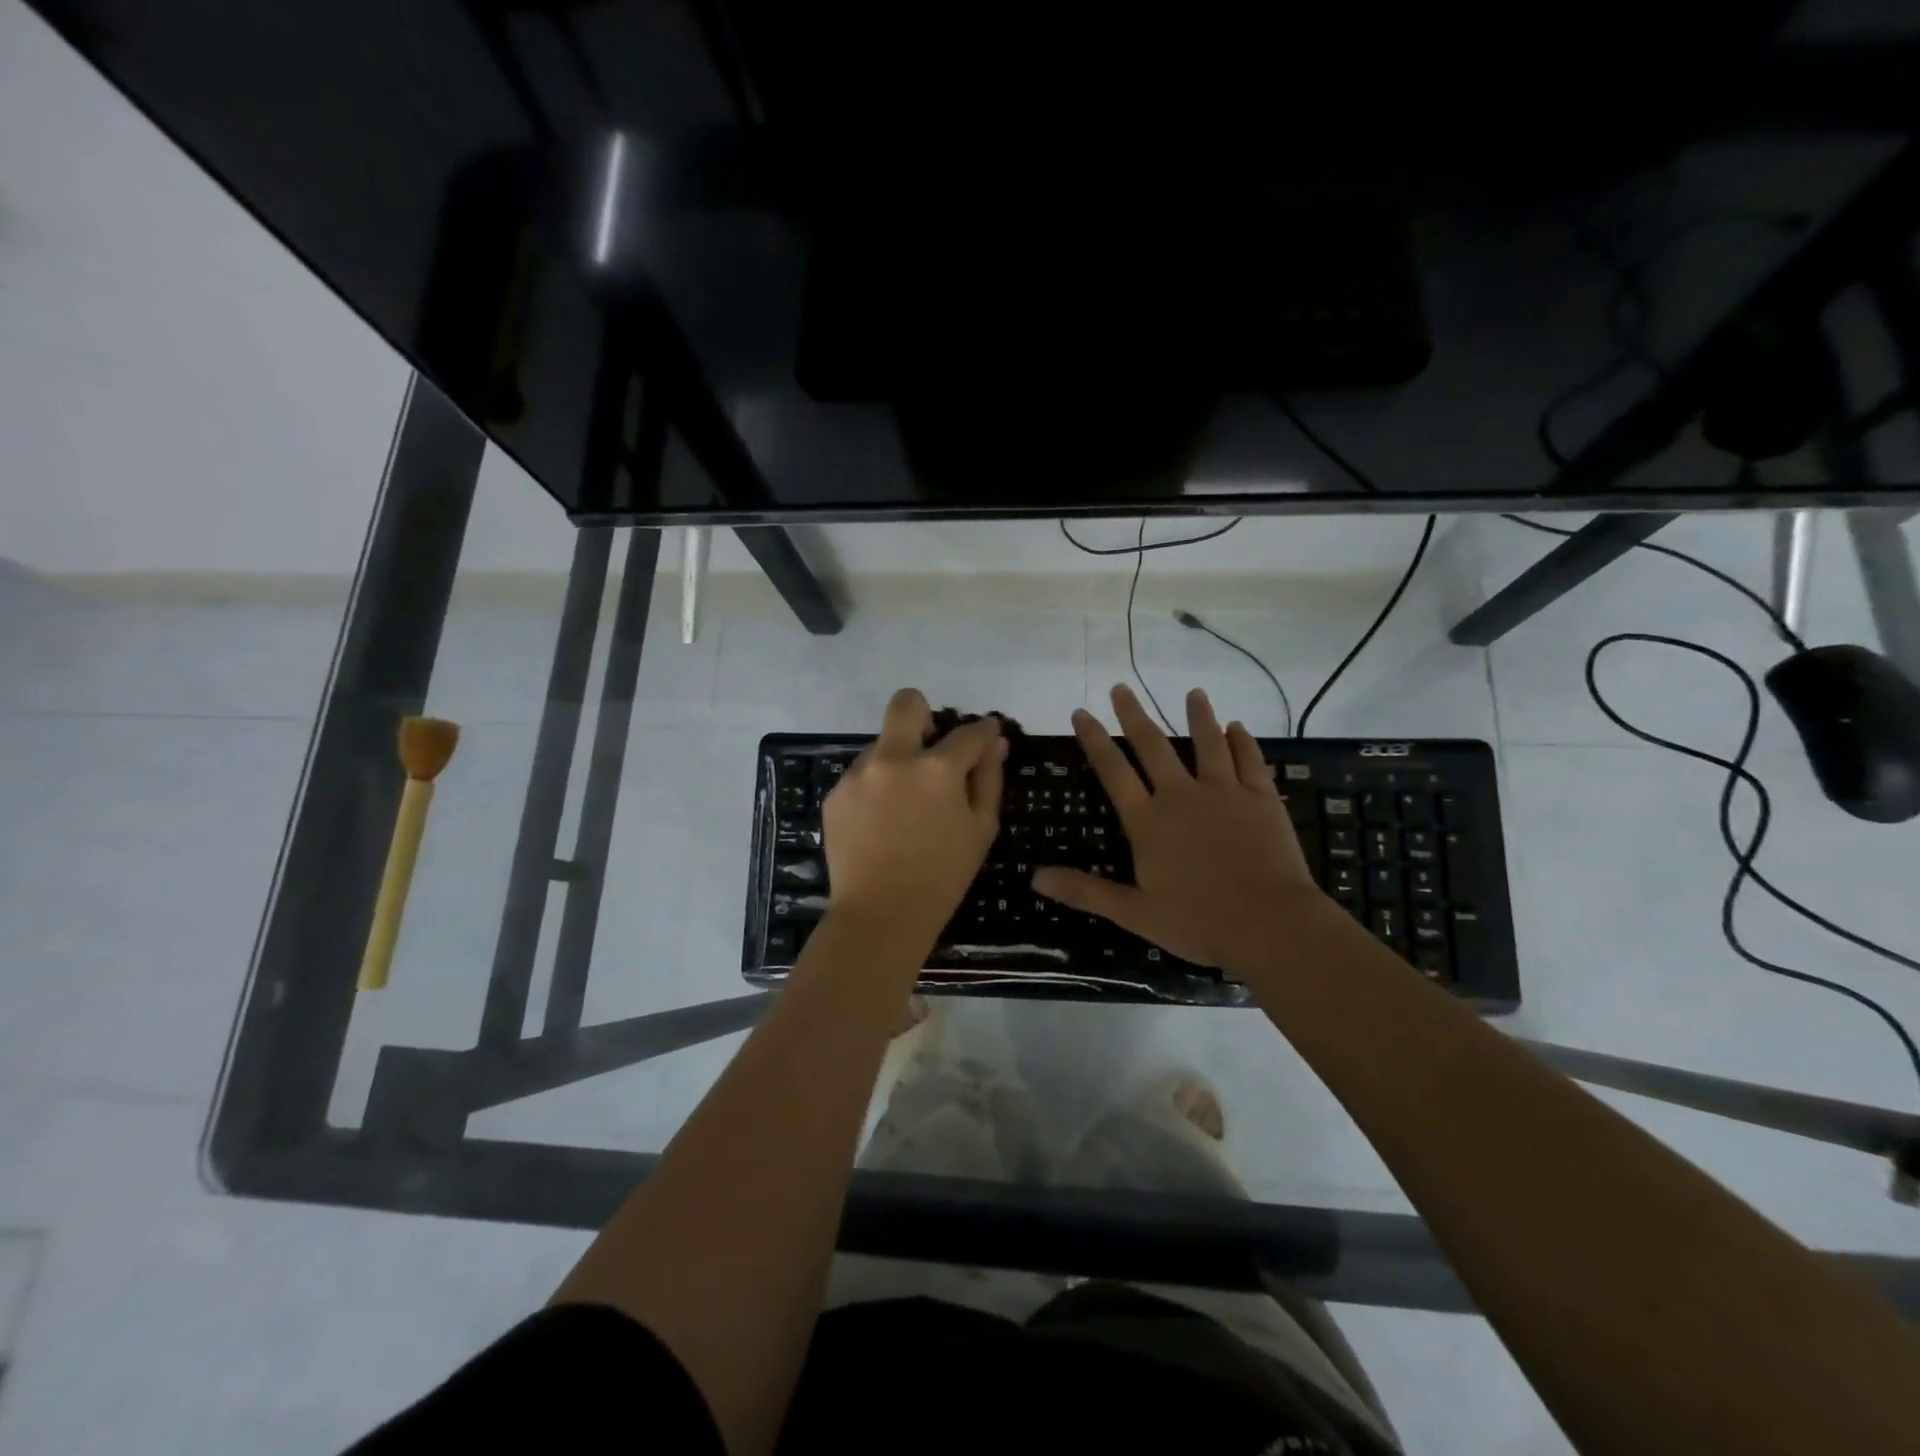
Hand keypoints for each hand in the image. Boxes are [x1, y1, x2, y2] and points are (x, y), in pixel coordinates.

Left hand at [823, 689, 1006, 945]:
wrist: (880, 915)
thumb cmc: (942, 876)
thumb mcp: (980, 829)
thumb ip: (989, 778)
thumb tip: (995, 742)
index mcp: (937, 768)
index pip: (969, 732)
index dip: (984, 730)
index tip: (987, 734)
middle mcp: (894, 758)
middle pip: (907, 703)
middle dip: (924, 712)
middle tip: (932, 743)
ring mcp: (859, 774)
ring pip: (882, 744)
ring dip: (899, 760)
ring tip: (905, 805)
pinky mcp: (836, 793)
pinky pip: (862, 774)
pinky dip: (877, 786)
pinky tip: (882, 822)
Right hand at [1033, 684, 1323, 971]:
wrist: (1270, 924)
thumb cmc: (1198, 922)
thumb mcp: (1134, 913)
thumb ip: (1085, 891)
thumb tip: (1034, 878)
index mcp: (1148, 822)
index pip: (1114, 772)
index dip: (1095, 740)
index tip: (1082, 712)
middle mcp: (1181, 797)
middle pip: (1153, 747)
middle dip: (1134, 715)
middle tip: (1121, 687)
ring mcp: (1224, 793)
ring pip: (1207, 744)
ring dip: (1198, 716)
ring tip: (1193, 693)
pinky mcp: (1261, 799)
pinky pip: (1249, 761)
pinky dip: (1242, 742)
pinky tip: (1238, 727)